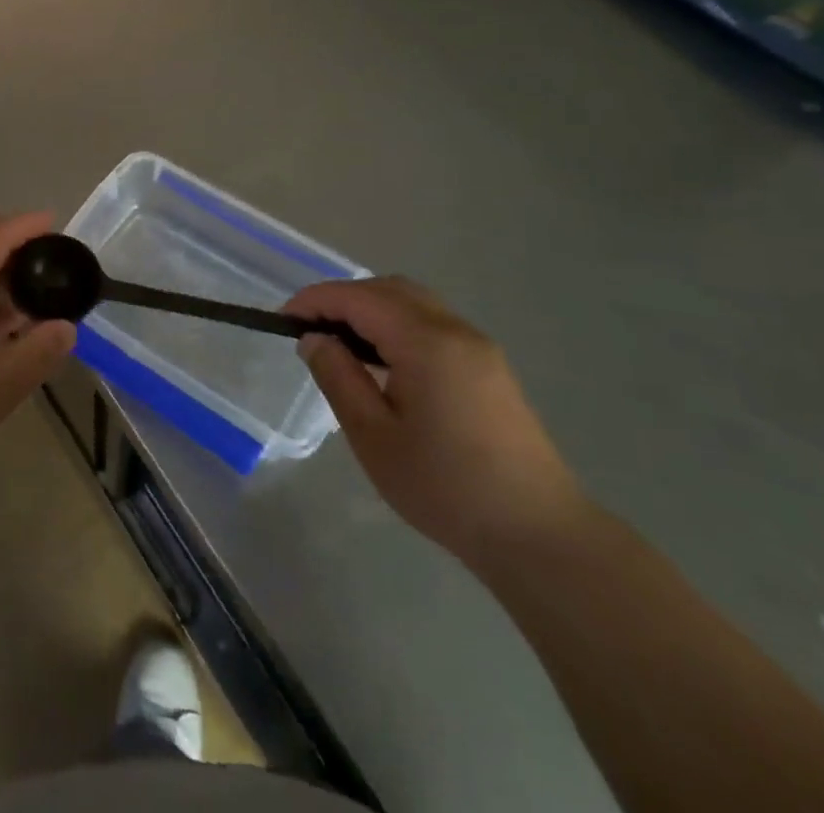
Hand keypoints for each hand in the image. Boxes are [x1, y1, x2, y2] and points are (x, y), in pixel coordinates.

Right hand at [286, 277, 587, 566]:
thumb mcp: (374, 437)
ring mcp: (478, 347)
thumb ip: (339, 378)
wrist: (540, 536)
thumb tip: (315, 339)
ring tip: (342, 344)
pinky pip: (432, 323)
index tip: (283, 320)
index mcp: (426, 342)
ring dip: (371, 309)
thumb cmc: (446, 488)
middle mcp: (455, 330)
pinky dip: (397, 324)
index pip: (358, 298)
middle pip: (388, 288)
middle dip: (342, 298)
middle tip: (311, 330)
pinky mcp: (489, 366)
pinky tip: (383, 361)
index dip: (315, 300)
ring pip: (413, 302)